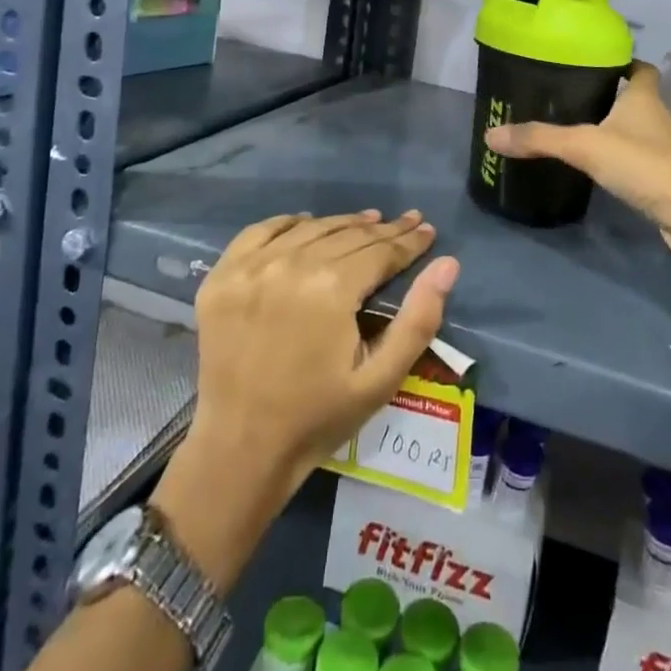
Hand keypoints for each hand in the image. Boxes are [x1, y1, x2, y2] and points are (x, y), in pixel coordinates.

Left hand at [152, 211, 460, 587]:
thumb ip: (419, 319)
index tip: (427, 230)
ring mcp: (251, 267)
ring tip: (368, 220)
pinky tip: (307, 223)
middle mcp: (290, 264)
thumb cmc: (318, 417)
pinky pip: (261, 231)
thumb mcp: (381, 378)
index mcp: (331, 288)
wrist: (241, 449)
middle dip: (383, 230)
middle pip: (348, 235)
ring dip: (343, 223)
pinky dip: (289, 223)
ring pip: (310, 228)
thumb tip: (447, 264)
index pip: (380, 250)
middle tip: (407, 222)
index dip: (409, 241)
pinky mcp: (222, 275)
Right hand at [483, 61, 670, 273]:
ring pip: (635, 133)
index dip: (625, 63)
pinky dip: (619, 162)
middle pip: (635, 100)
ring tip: (575, 131)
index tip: (599, 62)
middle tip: (570, 97)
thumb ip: (540, 139)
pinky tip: (595, 169)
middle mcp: (657, 120)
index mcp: (644, 99)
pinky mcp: (663, 182)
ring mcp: (663, 153)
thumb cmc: (644, 165)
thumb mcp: (585, 146)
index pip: (641, 70)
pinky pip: (636, 164)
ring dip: (613, 131)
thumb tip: (491, 134)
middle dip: (609, 98)